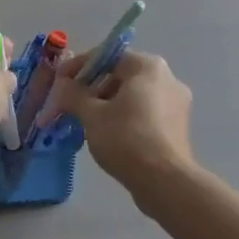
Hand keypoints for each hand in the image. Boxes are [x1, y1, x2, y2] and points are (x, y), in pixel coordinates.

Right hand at [50, 51, 196, 189]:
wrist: (165, 182)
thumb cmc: (126, 139)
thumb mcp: (92, 115)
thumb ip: (74, 95)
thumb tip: (63, 86)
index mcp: (148, 67)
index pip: (107, 56)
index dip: (79, 66)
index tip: (60, 81)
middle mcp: (168, 78)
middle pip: (121, 75)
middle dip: (93, 87)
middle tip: (72, 103)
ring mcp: (177, 103)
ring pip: (133, 96)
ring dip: (108, 104)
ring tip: (87, 122)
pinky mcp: (178, 127)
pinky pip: (145, 112)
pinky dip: (125, 117)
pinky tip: (109, 135)